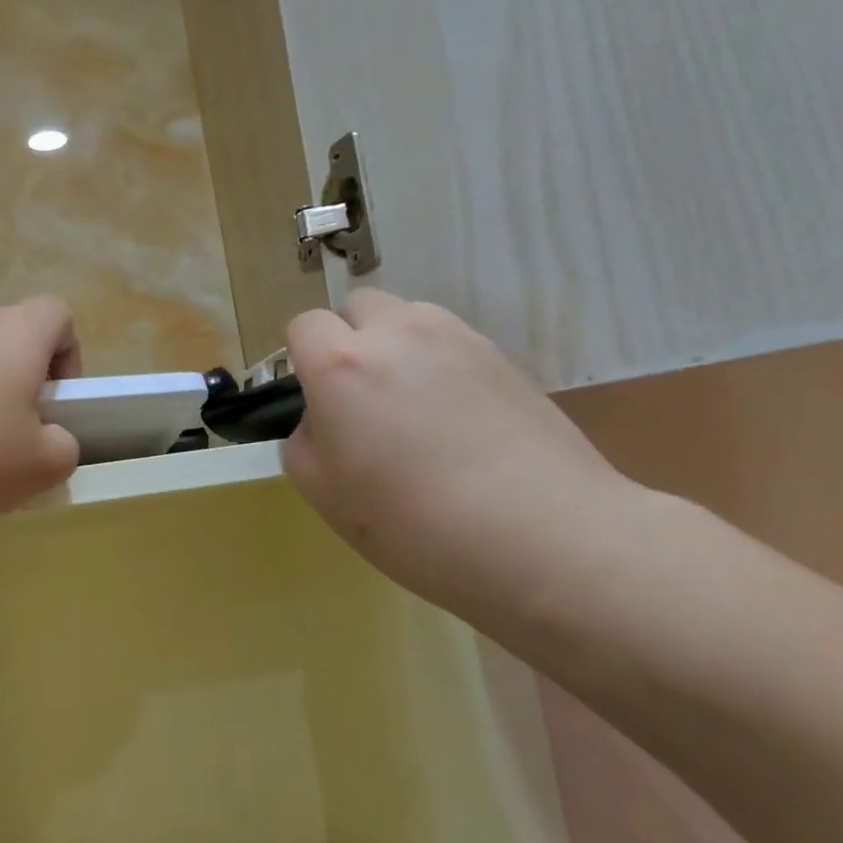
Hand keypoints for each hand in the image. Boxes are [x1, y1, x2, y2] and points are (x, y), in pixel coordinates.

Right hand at [284, 290, 635, 618]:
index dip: (302, 359)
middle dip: (350, 340)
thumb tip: (325, 418)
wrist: (540, 536)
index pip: (304, 326)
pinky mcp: (503, 356)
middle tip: (364, 401)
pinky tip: (459, 420)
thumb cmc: (412, 522)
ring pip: (409, 319)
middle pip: (359, 307)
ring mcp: (457, 338)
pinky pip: (452, 343)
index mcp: (342, 364)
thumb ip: (304, 438)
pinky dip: (441, 365)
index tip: (317, 400)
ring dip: (397, 347)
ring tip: (415, 408)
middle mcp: (397, 333)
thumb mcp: (321, 492)